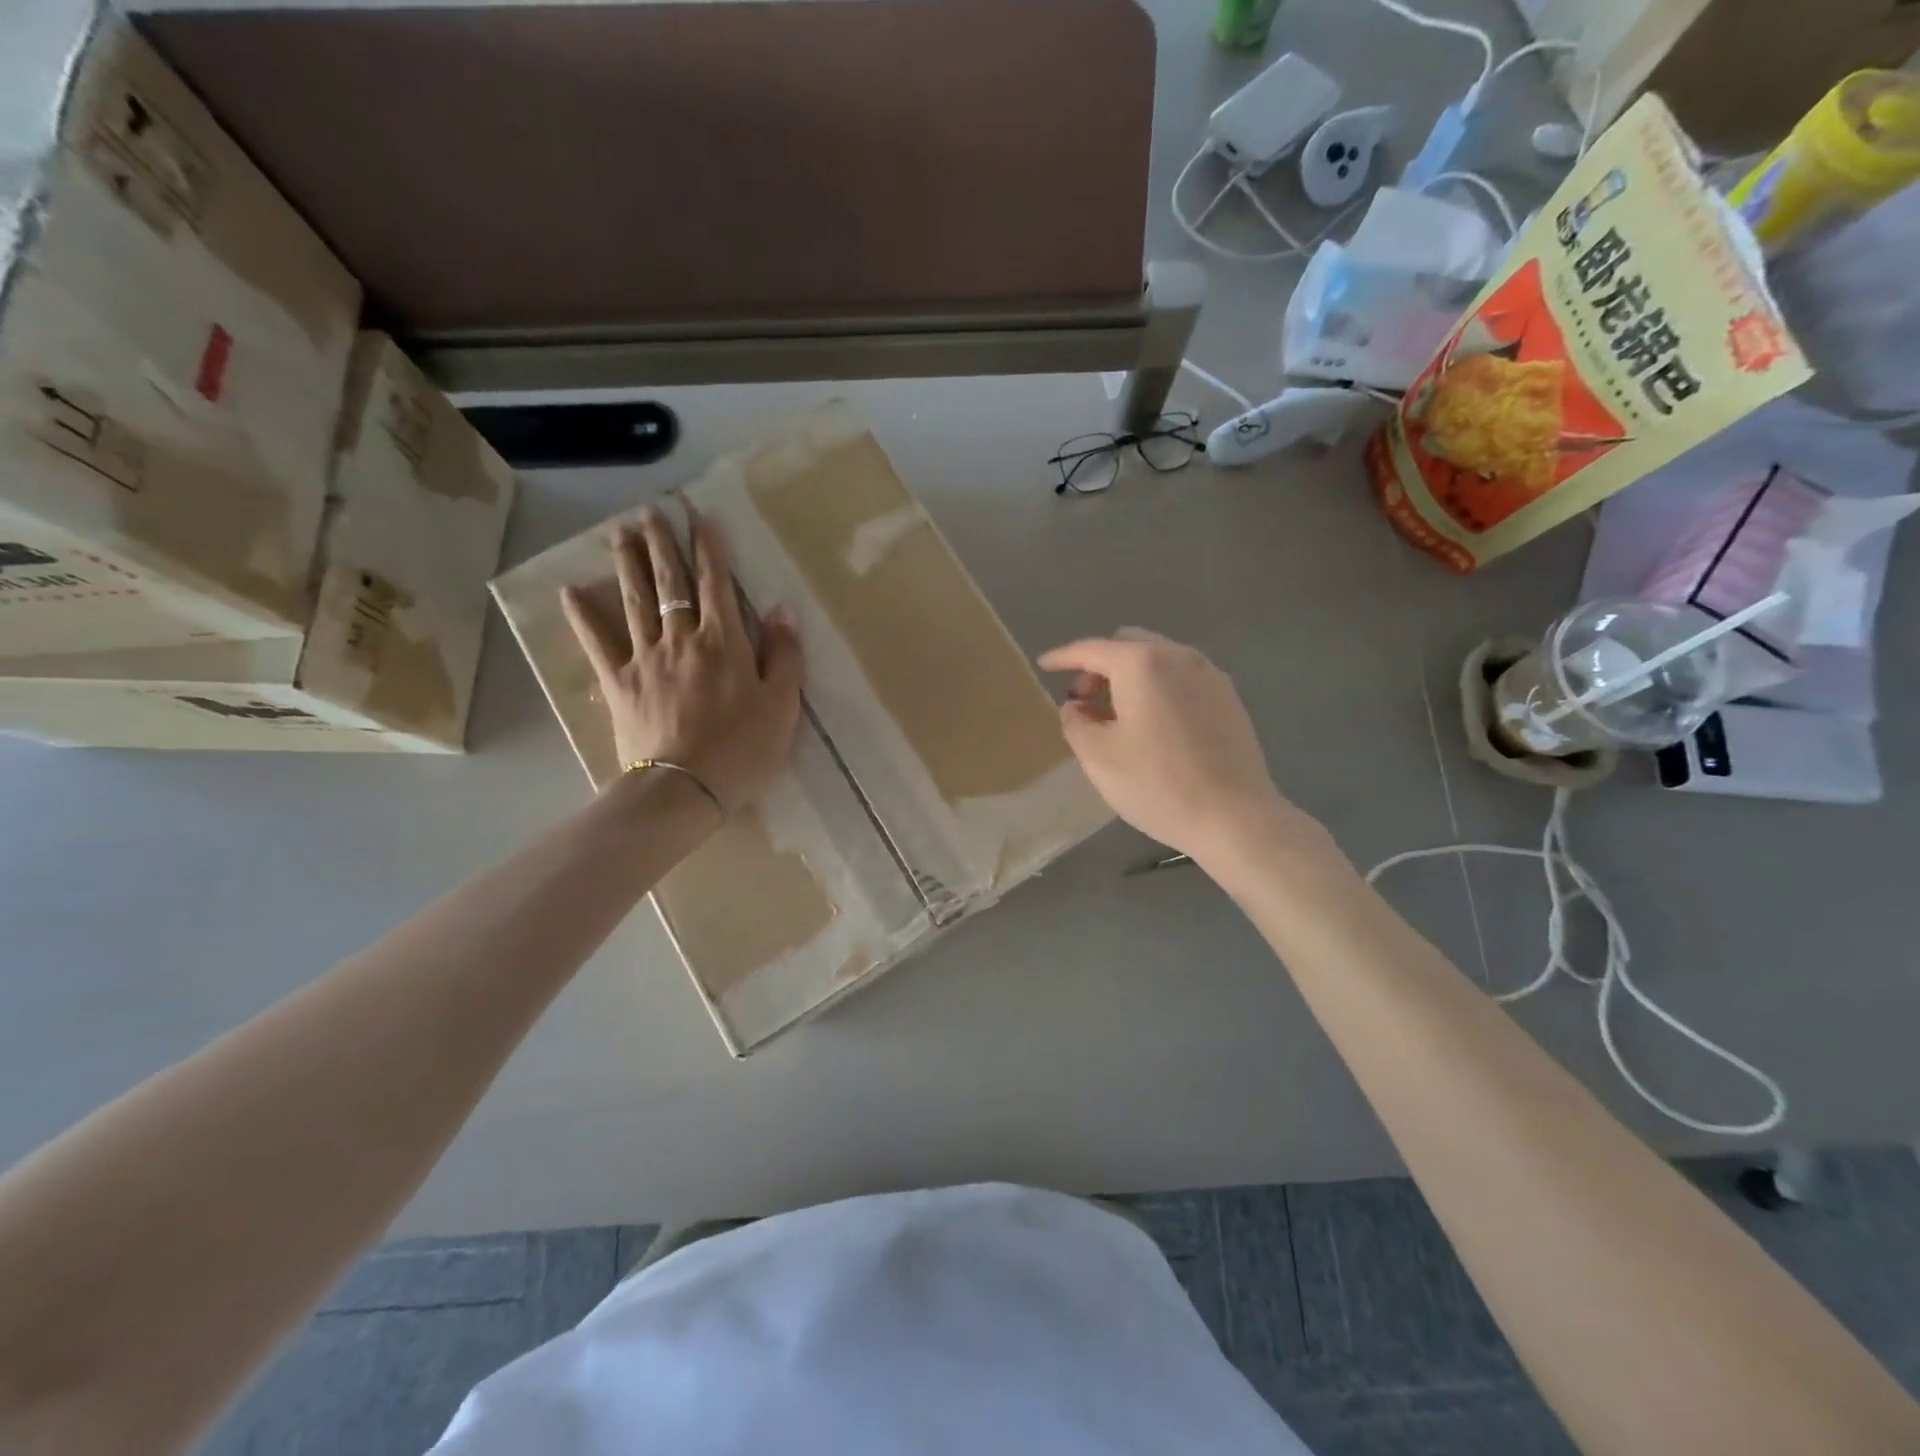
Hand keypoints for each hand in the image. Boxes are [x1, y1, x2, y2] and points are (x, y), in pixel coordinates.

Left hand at [561, 502, 802, 814]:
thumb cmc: (742, 749)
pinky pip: (597, 643)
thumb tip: (782, 610)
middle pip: (670, 584)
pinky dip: (584, 617)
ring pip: (635, 601)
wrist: (685, 788)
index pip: (717, 585)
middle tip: (651, 511)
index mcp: (724, 643)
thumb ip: (784, 656)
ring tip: (620, 533)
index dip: (710, 550)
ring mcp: (645, 659)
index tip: (701, 518)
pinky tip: (570, 592)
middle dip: (663, 544)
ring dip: (628, 564)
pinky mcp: (619, 683)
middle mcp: (681, 639)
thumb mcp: (781, 705)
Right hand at [1037, 628, 1301, 861]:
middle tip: (1084, 700)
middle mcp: (1179, 657)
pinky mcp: (1229, 699)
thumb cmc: (1157, 784)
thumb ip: (1075, 722)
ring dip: (1130, 677)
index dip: (1063, 657)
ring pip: (1158, 661)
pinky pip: (1182, 679)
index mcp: (1142, 663)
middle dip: (1100, 666)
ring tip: (1116, 716)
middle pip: (1128, 645)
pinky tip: (1153, 725)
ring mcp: (1210, 676)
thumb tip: (1076, 707)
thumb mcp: (1098, 757)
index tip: (1044, 665)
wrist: (1235, 817)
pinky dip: (1158, 688)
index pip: (1092, 649)